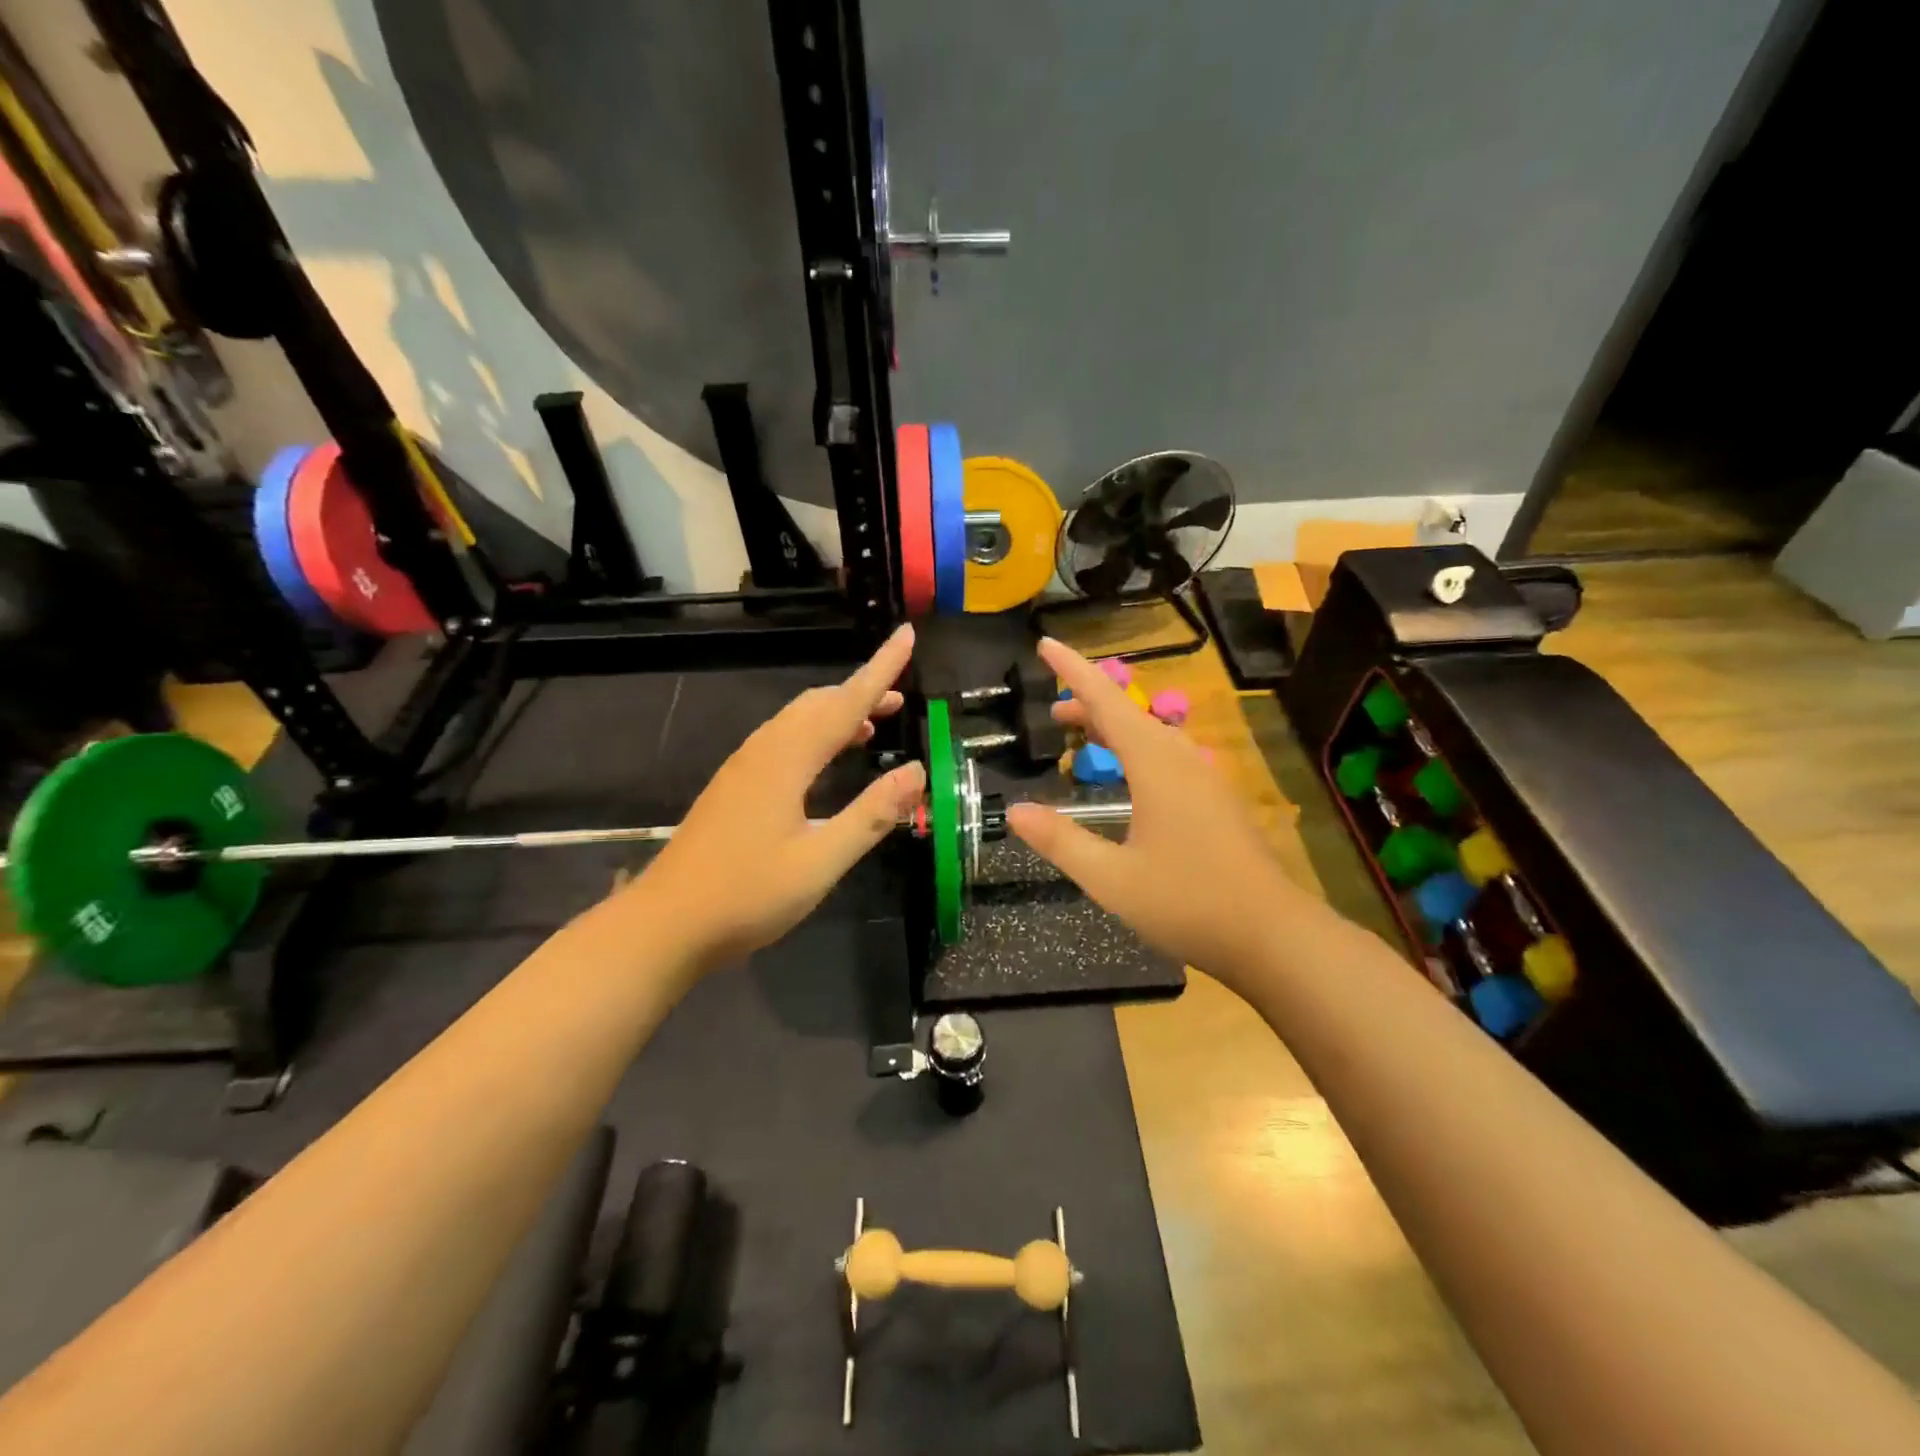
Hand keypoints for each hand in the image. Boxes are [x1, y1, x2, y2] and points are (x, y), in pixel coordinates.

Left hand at [634, 625, 925, 968]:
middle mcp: (763, 751)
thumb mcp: (821, 861)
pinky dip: (815, 736)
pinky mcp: (733, 787)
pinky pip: (783, 741)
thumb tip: (917, 771)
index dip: (881, 669)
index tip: (906, 635)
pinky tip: (826, 763)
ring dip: (837, 714)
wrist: (665, 925)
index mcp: (787, 760)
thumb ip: (872, 814)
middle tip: (900, 698)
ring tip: (872, 726)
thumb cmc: (748, 895)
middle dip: (861, 693)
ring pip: (797, 721)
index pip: (846, 703)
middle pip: (818, 705)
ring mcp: (743, 768)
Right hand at [1005, 639, 1302, 984]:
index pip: (1106, 701)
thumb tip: (1015, 811)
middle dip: (1088, 704)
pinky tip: (1128, 778)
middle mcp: (1182, 760)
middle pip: (1128, 715)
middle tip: (1051, 711)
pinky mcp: (1216, 801)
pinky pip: (1167, 756)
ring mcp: (1204, 779)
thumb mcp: (1111, 879)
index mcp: (1155, 765)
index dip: (1072, 671)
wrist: (1273, 935)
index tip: (1045, 644)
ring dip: (1113, 729)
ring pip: (1151, 736)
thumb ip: (1060, 842)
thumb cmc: (1188, 903)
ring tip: (1081, 737)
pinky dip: (1134, 751)